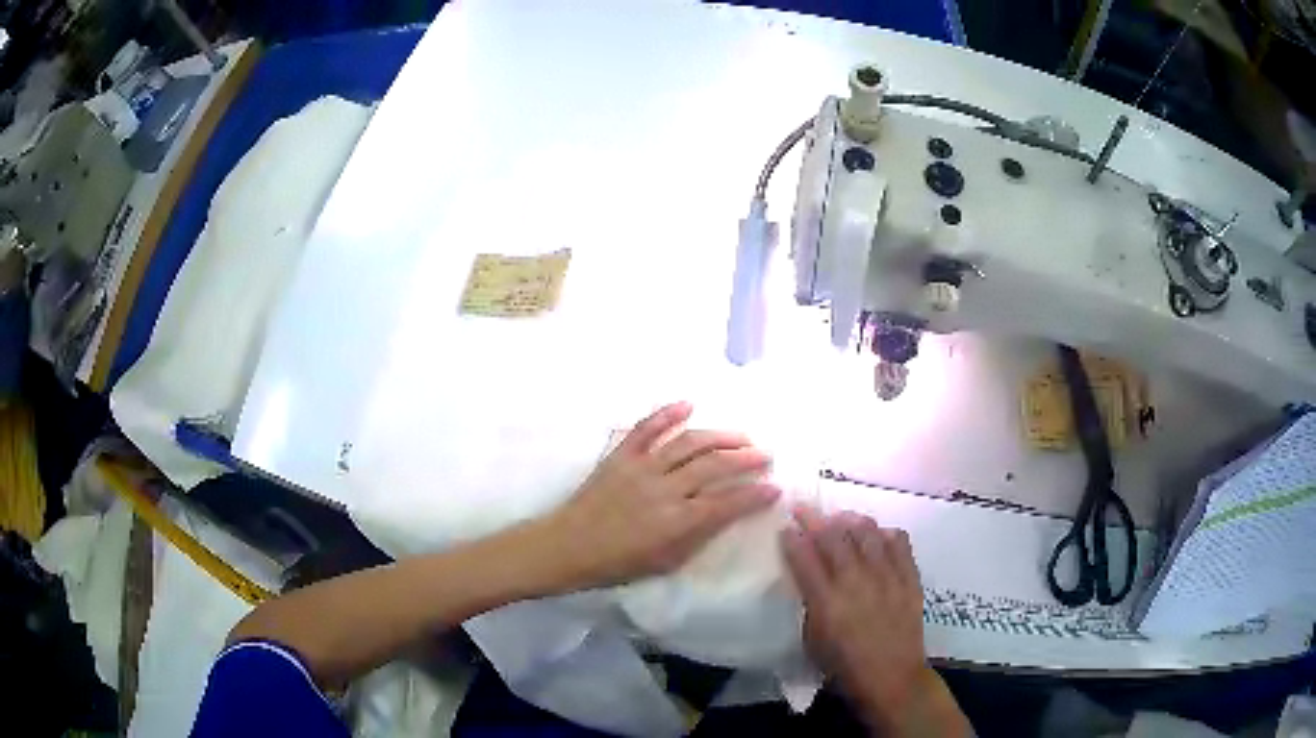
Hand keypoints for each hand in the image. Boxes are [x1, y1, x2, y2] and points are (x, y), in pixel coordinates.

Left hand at [543, 401, 780, 588]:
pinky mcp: (620, 455)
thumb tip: (727, 515)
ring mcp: (641, 467)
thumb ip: (698, 537)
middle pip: (713, 466)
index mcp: (677, 522)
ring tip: (741, 436)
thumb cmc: (618, 563)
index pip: (728, 502)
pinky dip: (667, 413)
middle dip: (745, 459)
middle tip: (765, 455)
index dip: (755, 494)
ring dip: (719, 436)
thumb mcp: (665, 562)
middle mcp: (664, 489)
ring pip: (688, 442)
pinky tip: (688, 405)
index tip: (775, 488)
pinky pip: (645, 428)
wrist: (568, 547)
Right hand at [782, 508, 970, 736]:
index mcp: (826, 602)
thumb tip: (809, 578)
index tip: (785, 526)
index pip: (804, 558)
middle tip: (803, 508)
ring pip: (867, 532)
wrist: (892, 677)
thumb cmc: (844, 666)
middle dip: (814, 518)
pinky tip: (878, 536)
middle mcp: (856, 582)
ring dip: (850, 520)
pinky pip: (899, 542)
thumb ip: (810, 605)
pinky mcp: (909, 578)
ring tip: (841, 518)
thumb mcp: (813, 640)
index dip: (792, 538)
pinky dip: (885, 533)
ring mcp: (886, 577)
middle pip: (833, 537)